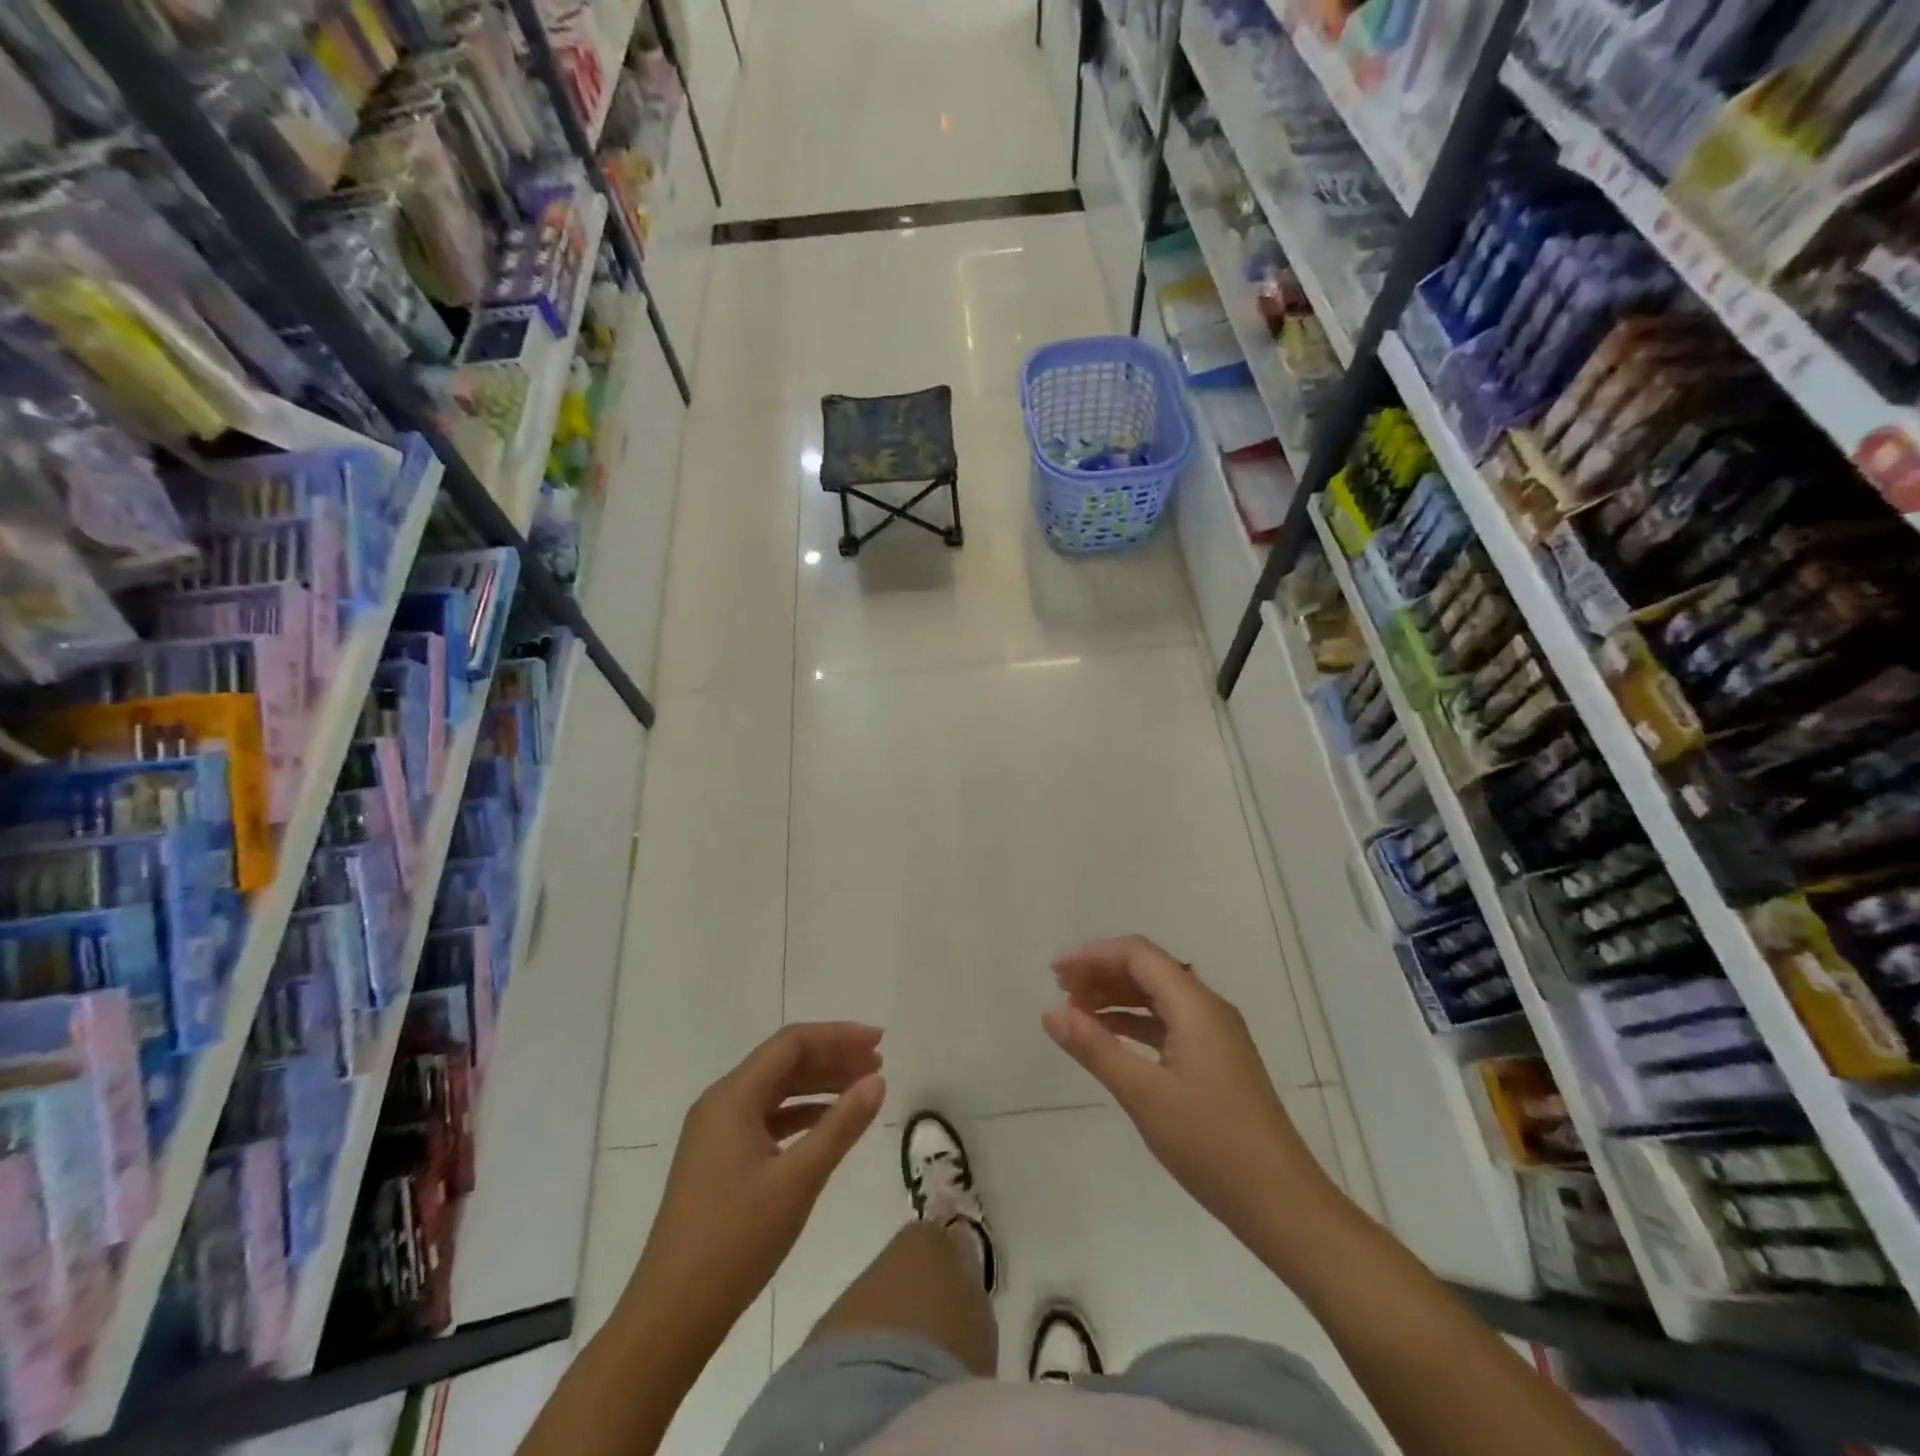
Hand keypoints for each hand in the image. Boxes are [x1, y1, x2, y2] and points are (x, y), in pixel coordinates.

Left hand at [631, 1024, 885, 1343]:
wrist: (669, 1317)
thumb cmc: (735, 1241)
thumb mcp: (798, 1180)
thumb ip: (841, 1126)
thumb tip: (877, 1082)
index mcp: (733, 1097)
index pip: (792, 1043)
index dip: (838, 1036)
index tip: (879, 1042)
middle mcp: (721, 1103)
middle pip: (784, 1062)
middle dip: (832, 1057)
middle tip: (878, 1064)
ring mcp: (716, 1133)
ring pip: (776, 1090)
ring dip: (819, 1085)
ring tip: (862, 1090)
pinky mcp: (718, 1160)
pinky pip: (766, 1118)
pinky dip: (801, 1114)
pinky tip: (827, 1125)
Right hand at [1042, 936, 1341, 1251]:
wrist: (1281, 1202)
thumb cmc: (1210, 1142)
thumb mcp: (1143, 1093)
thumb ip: (1095, 1048)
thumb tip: (1051, 1013)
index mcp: (1195, 1005)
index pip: (1138, 955)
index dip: (1093, 955)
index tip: (1055, 973)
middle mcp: (1208, 1008)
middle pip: (1148, 970)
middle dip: (1102, 973)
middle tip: (1060, 991)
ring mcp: (1216, 1035)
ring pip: (1158, 997)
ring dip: (1116, 998)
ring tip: (1076, 1012)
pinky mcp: (1217, 1060)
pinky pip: (1168, 1024)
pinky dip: (1135, 1024)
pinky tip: (1110, 1039)